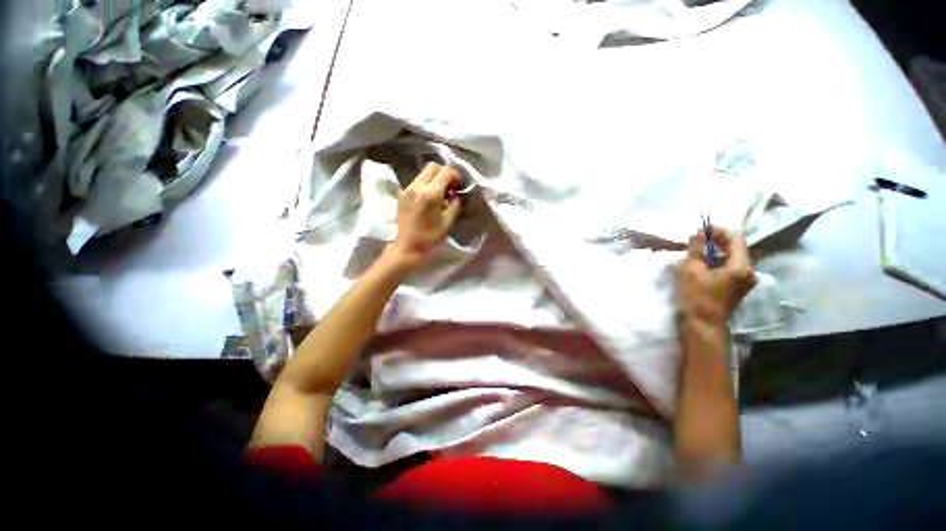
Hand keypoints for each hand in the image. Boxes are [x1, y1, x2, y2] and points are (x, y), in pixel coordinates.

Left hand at [388, 162, 461, 268]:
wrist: (408, 246)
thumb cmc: (430, 237)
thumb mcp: (447, 222)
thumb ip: (455, 205)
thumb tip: (457, 195)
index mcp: (430, 194)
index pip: (445, 172)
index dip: (455, 175)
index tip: (459, 185)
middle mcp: (417, 187)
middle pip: (432, 166)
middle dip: (444, 173)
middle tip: (450, 186)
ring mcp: (407, 189)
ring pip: (423, 173)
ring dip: (434, 178)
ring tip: (441, 193)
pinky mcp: (402, 194)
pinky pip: (417, 182)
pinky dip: (426, 184)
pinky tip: (430, 198)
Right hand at [677, 226, 756, 325]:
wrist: (702, 325)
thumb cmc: (697, 297)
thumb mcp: (692, 270)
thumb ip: (697, 250)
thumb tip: (699, 234)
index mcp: (741, 267)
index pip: (736, 240)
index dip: (719, 231)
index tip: (703, 228)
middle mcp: (748, 272)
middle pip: (736, 249)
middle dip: (717, 241)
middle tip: (698, 239)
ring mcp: (744, 282)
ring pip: (732, 259)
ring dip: (716, 252)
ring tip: (698, 251)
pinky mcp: (737, 288)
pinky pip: (730, 268)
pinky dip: (717, 262)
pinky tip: (703, 264)